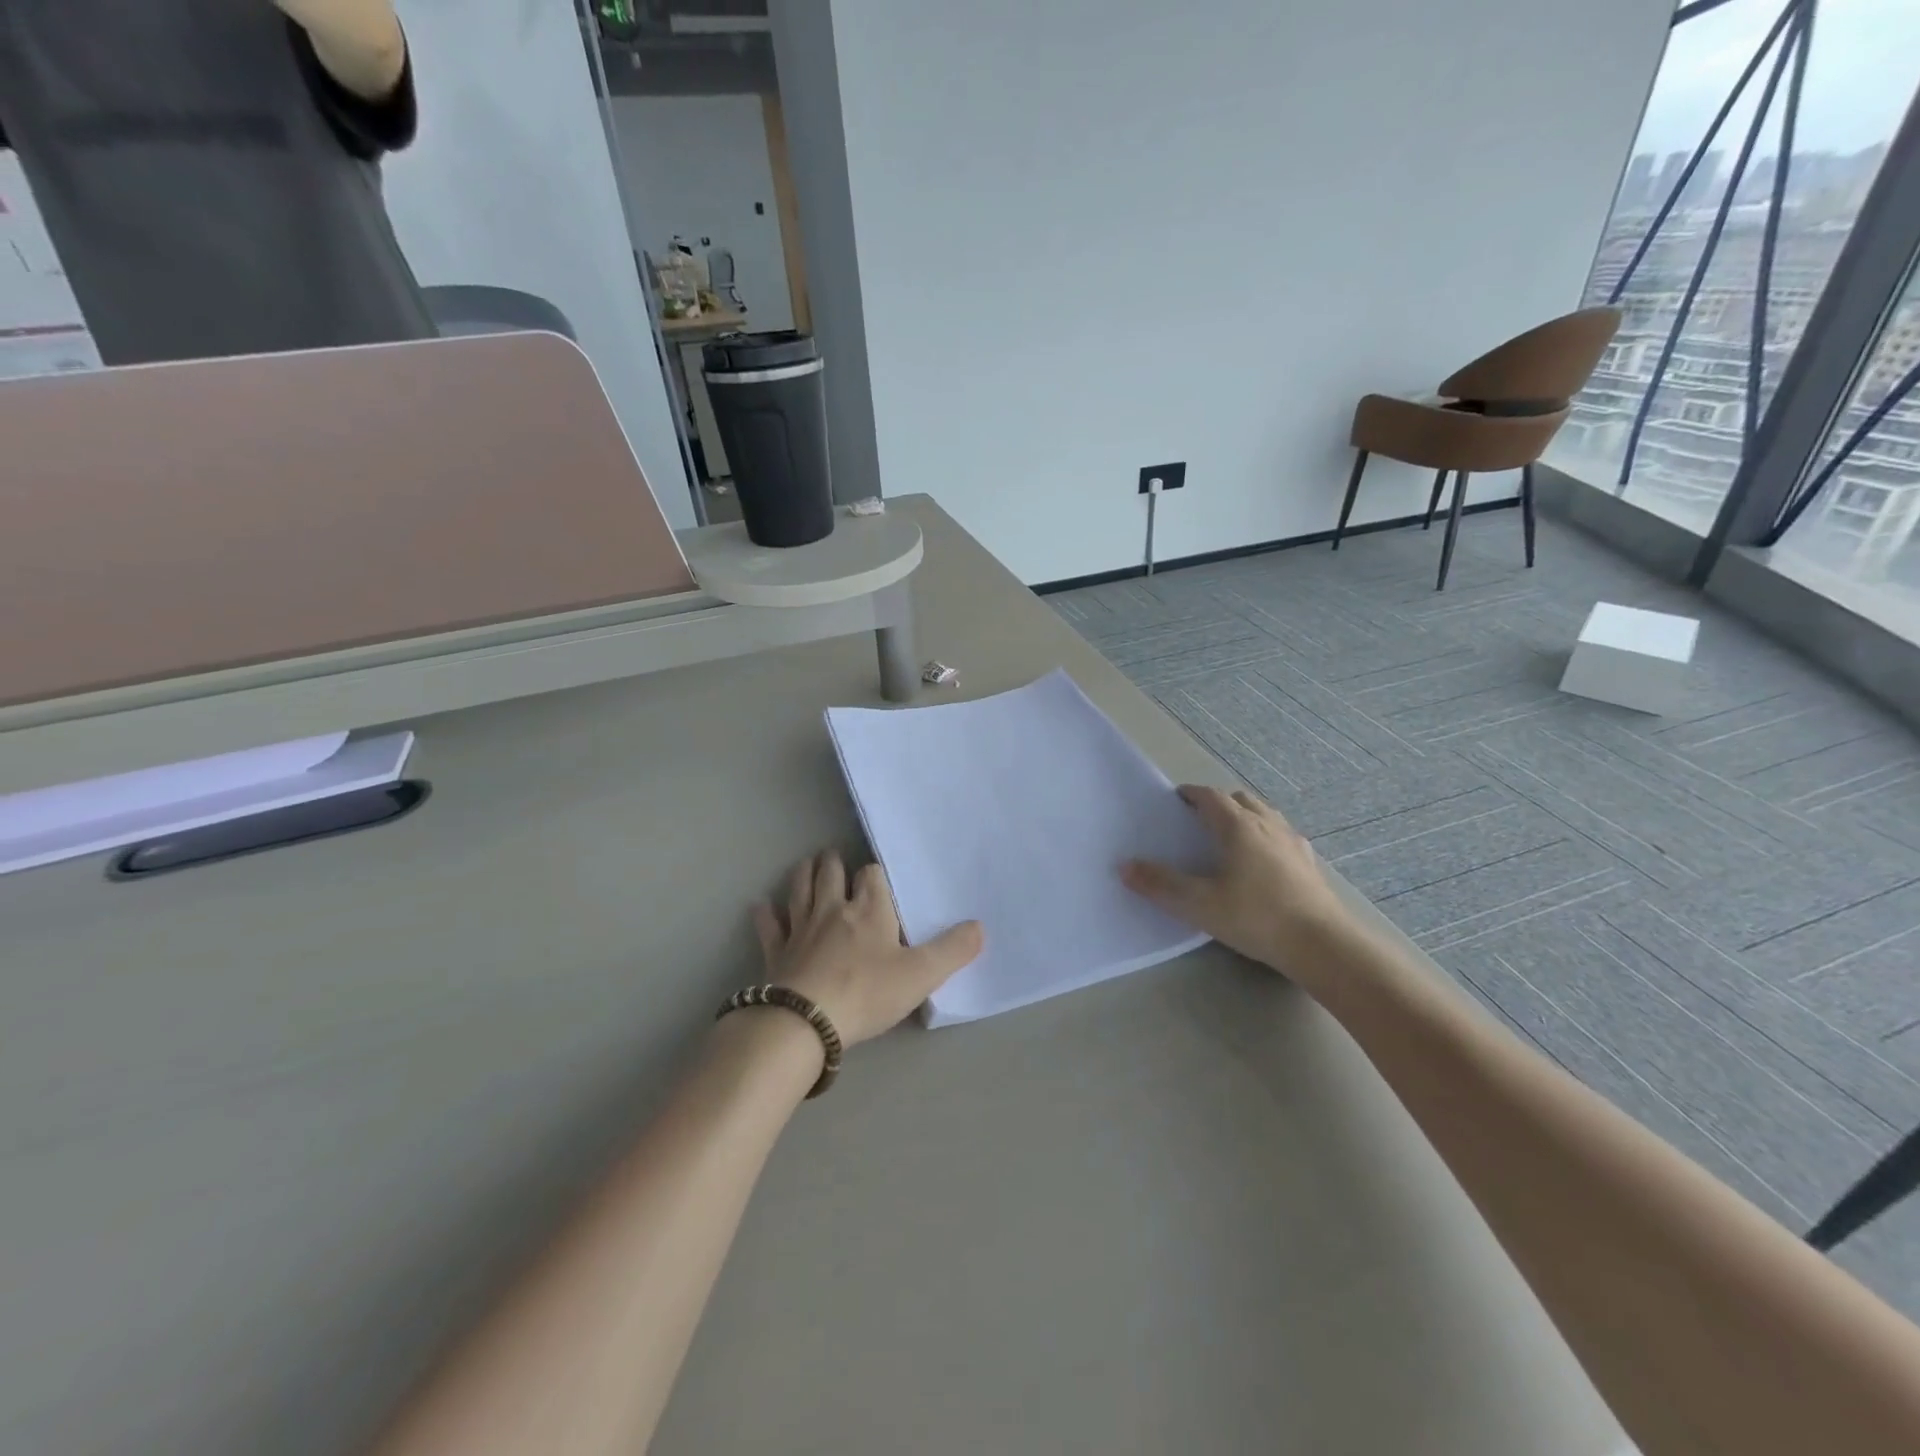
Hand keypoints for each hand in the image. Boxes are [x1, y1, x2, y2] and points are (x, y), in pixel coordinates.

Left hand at [752, 851, 983, 1046]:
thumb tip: (980, 926)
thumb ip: (953, 950)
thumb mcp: (921, 975)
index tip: (877, 878)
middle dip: (834, 863)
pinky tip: (761, 906)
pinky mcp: (777, 952)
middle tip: (834, 856)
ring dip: (804, 874)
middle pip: (830, 874)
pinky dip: (766, 914)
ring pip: (800, 890)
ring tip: (807, 864)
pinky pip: (769, 926)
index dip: (875, 875)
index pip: (872, 877)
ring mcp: (801, 929)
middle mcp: (833, 910)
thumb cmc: (867, 993)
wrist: (806, 1020)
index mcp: (869, 911)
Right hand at [1120, 785, 1349, 971]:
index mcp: (1238, 826)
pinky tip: (1262, 862)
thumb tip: (1125, 866)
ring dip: (1245, 817)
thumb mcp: (1199, 904)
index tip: (1176, 800)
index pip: (1211, 796)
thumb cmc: (1256, 917)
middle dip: (1218, 803)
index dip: (1191, 794)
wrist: (1323, 946)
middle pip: (1240, 800)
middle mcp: (1267, 825)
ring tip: (1229, 837)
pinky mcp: (1309, 865)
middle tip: (1199, 819)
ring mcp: (1293, 844)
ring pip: (1265, 815)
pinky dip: (1266, 837)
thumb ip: (1160, 884)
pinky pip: (1282, 837)